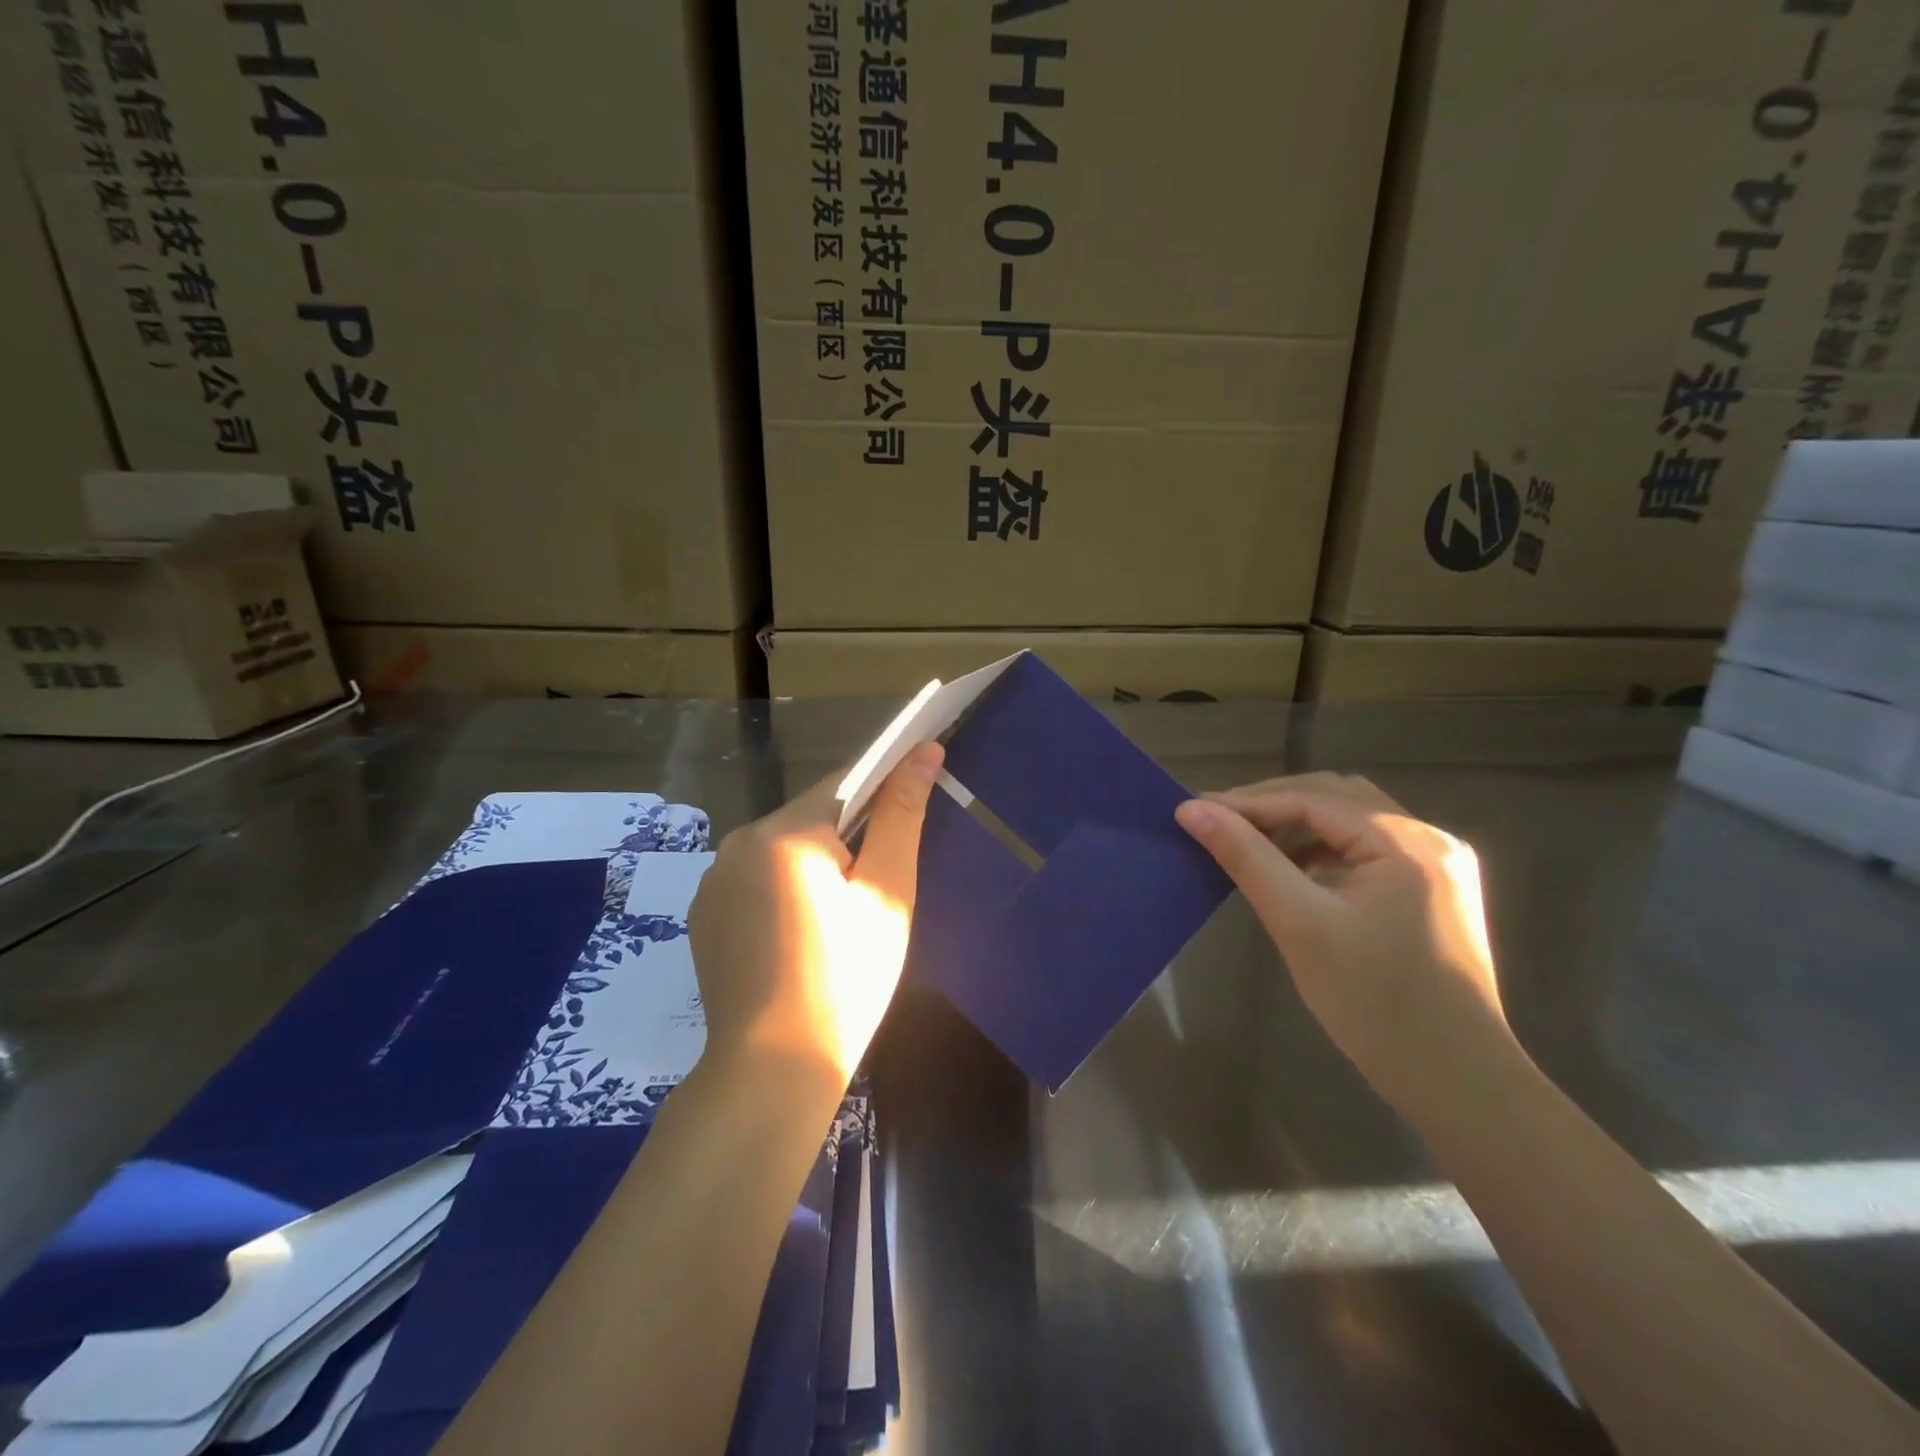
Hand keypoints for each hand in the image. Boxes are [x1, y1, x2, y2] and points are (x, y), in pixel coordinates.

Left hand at [688, 742, 942, 1084]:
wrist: (773, 1071)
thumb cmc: (847, 980)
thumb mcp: (887, 896)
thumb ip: (902, 817)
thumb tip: (923, 751)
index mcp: (785, 833)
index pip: (846, 783)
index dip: (884, 787)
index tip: (911, 807)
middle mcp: (738, 842)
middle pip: (811, 817)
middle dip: (848, 838)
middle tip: (874, 892)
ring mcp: (713, 879)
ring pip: (782, 848)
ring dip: (814, 864)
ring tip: (837, 922)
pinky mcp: (704, 912)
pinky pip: (755, 878)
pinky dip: (783, 889)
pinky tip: (798, 936)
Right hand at [1175, 773, 1511, 1097]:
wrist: (1457, 1083)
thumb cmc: (1373, 1002)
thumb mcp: (1299, 922)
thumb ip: (1246, 858)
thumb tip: (1193, 809)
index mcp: (1405, 840)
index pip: (1312, 799)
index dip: (1248, 801)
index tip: (1193, 810)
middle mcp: (1430, 838)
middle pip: (1337, 797)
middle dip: (1273, 803)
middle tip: (1219, 821)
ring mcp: (1439, 865)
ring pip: (1353, 821)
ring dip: (1299, 823)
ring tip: (1250, 841)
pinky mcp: (1434, 891)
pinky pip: (1368, 849)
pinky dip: (1325, 848)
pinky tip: (1296, 870)